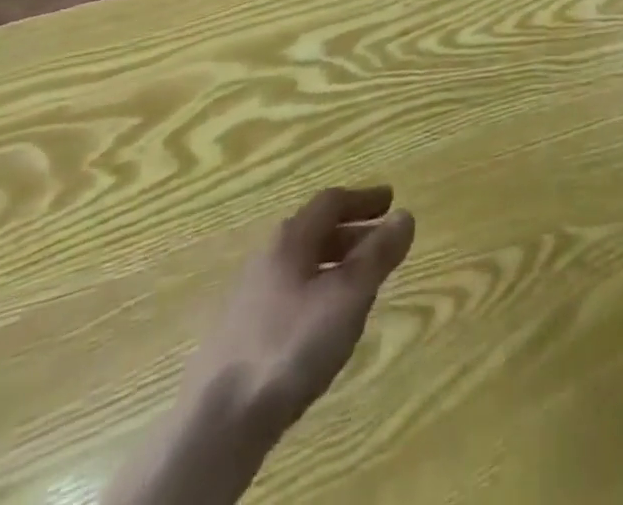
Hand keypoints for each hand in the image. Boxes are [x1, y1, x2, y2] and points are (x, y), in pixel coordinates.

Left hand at [188, 185, 416, 433]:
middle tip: (382, 243)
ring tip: (359, 284)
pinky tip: (325, 325)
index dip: (364, 199)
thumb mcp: (348, 295)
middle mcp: (266, 259)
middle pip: (314, 233)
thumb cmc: (292, 345)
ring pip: (301, 267)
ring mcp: (248, 299)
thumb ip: (378, 254)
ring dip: (334, 265)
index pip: (331, 202)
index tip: (391, 201)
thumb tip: (404, 216)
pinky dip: (315, 293)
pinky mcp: (239, 337)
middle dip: (352, 233)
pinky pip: (288, 297)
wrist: (218, 423)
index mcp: (290, 239)